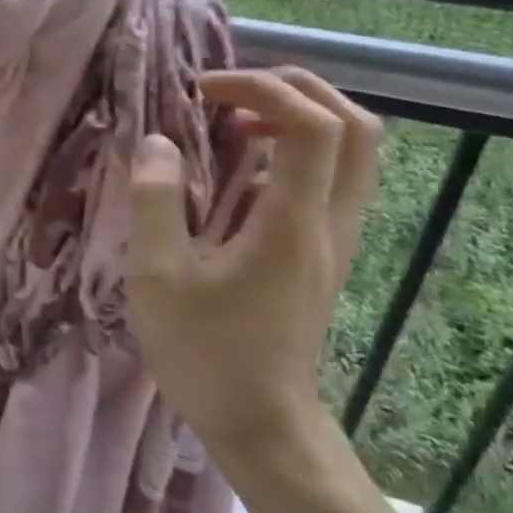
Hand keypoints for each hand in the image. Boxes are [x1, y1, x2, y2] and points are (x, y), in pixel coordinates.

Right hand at [126, 68, 380, 458]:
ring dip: (299, 116)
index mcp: (293, 222)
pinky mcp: (325, 252)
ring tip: (235, 120)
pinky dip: (295, 148)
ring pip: (354, 150)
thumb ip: (156, 202)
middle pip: (356, 124)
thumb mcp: (159, 277)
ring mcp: (335, 237)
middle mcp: (329, 221)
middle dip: (295, 88)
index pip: (312, 124)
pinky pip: (332, 176)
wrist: (261, 426)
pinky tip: (242, 167)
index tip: (203, 91)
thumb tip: (157, 142)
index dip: (262, 87)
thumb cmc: (205, 353)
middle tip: (231, 92)